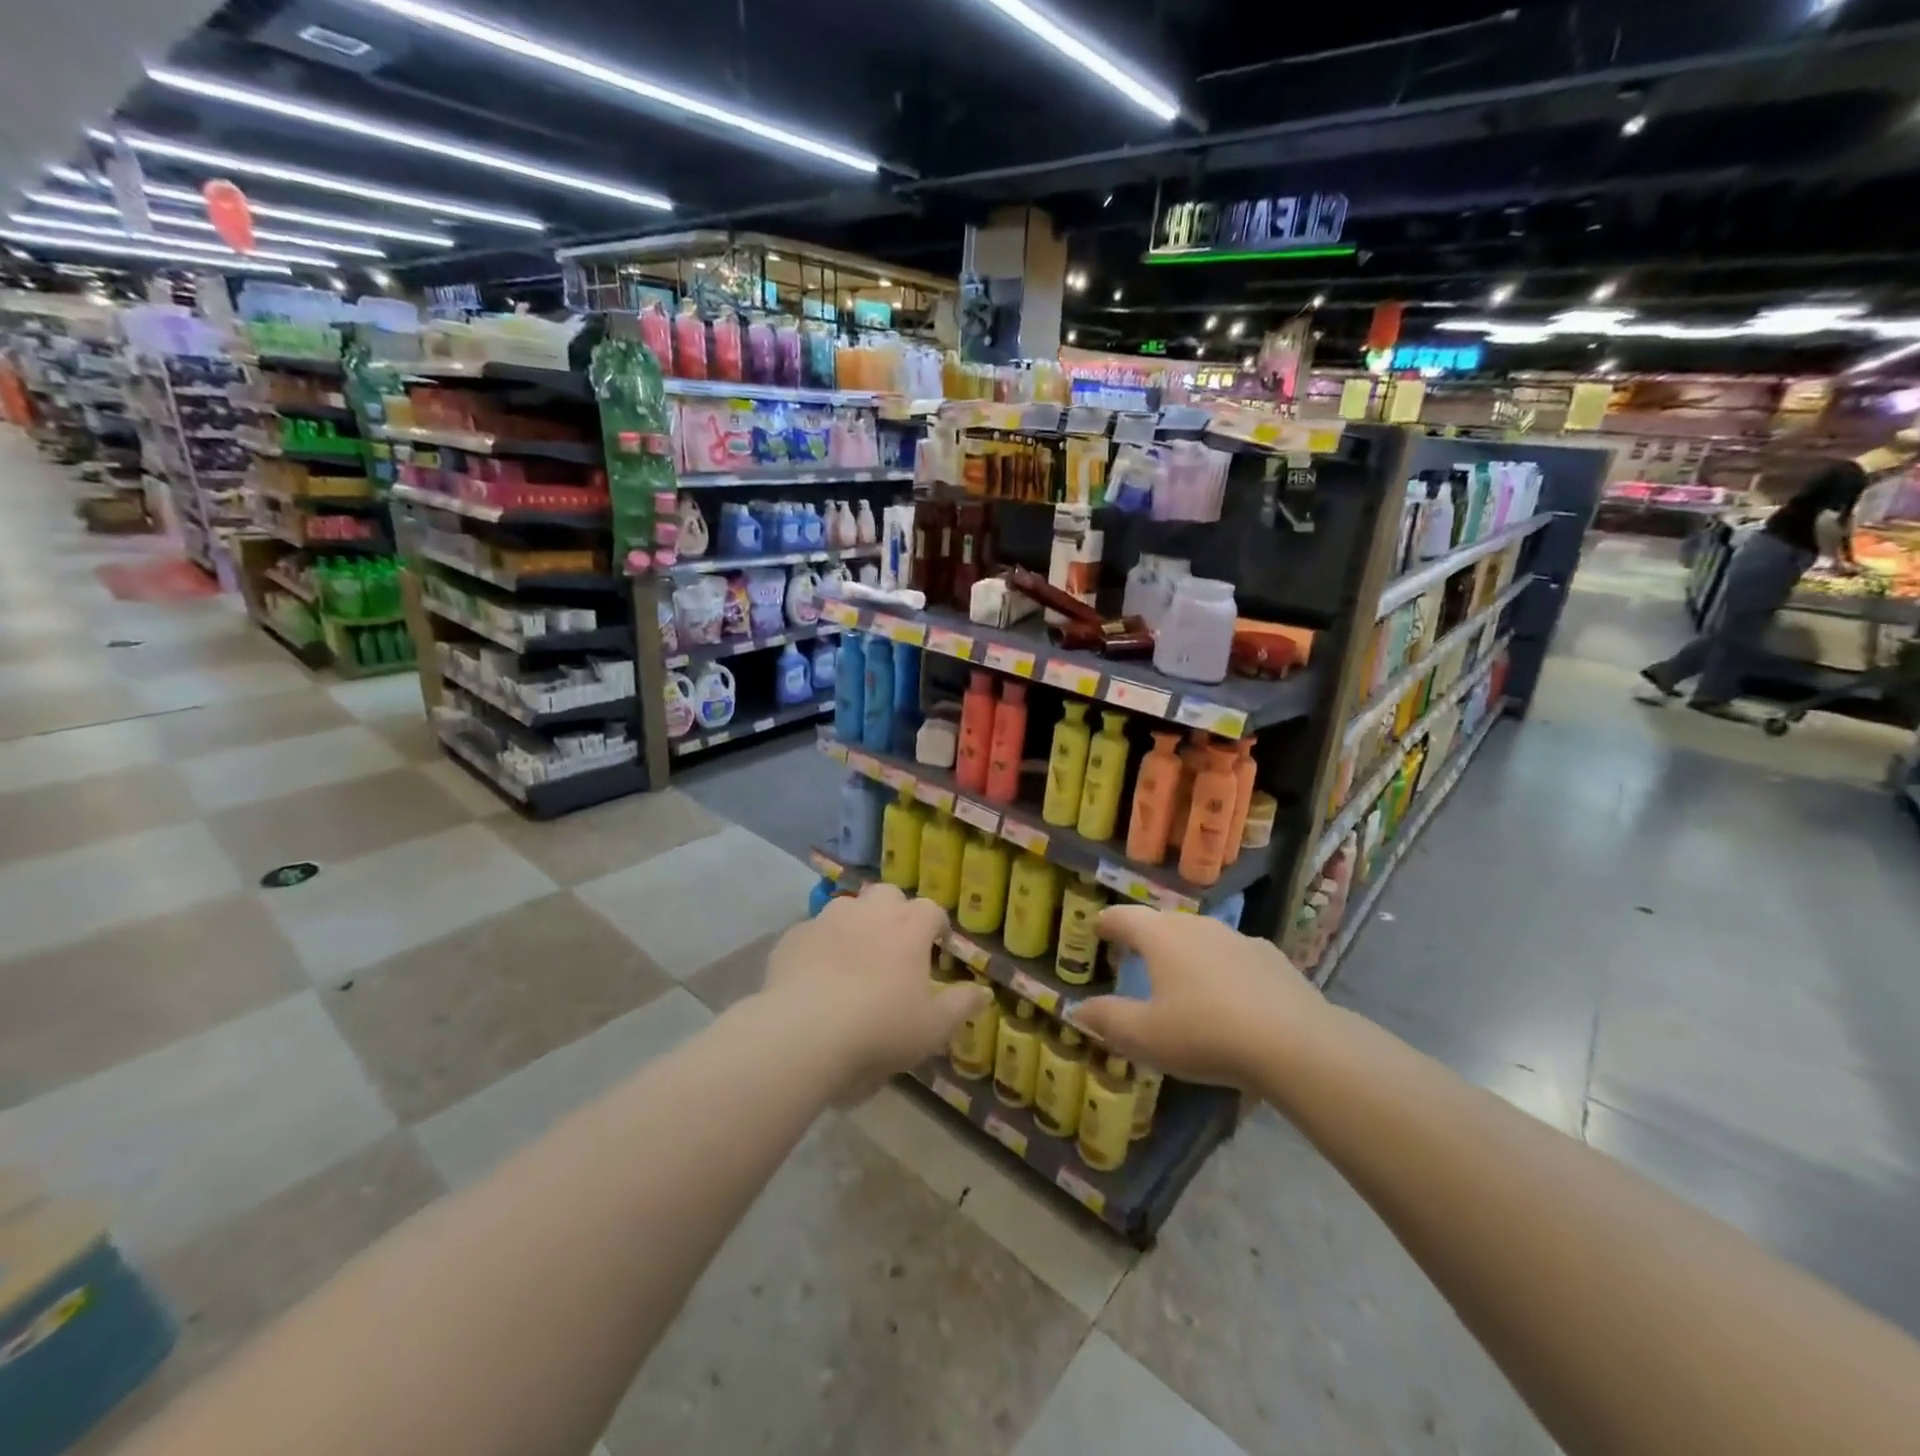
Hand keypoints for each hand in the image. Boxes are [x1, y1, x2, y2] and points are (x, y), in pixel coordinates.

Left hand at [762, 883, 987, 1098]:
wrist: (804, 1032)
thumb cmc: (880, 1027)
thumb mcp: (933, 1027)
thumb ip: (962, 1005)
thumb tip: (985, 992)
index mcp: (909, 926)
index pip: (932, 910)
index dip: (937, 926)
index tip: (938, 947)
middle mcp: (869, 910)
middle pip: (888, 896)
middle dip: (894, 913)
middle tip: (894, 947)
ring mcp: (827, 919)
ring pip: (847, 909)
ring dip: (855, 926)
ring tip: (853, 960)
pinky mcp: (794, 936)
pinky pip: (812, 933)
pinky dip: (820, 947)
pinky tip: (815, 976)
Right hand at [1069, 905, 1327, 1090]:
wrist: (1295, 1043)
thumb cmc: (1205, 1034)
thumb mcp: (1145, 1037)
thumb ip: (1107, 1020)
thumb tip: (1077, 1010)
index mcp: (1160, 936)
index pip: (1123, 917)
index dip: (1106, 923)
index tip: (1097, 929)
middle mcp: (1196, 925)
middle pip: (1161, 923)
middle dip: (1145, 937)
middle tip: (1134, 956)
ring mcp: (1238, 938)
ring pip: (1200, 936)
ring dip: (1185, 951)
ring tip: (1180, 977)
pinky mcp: (1271, 957)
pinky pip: (1233, 955)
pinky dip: (1221, 967)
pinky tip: (1228, 994)